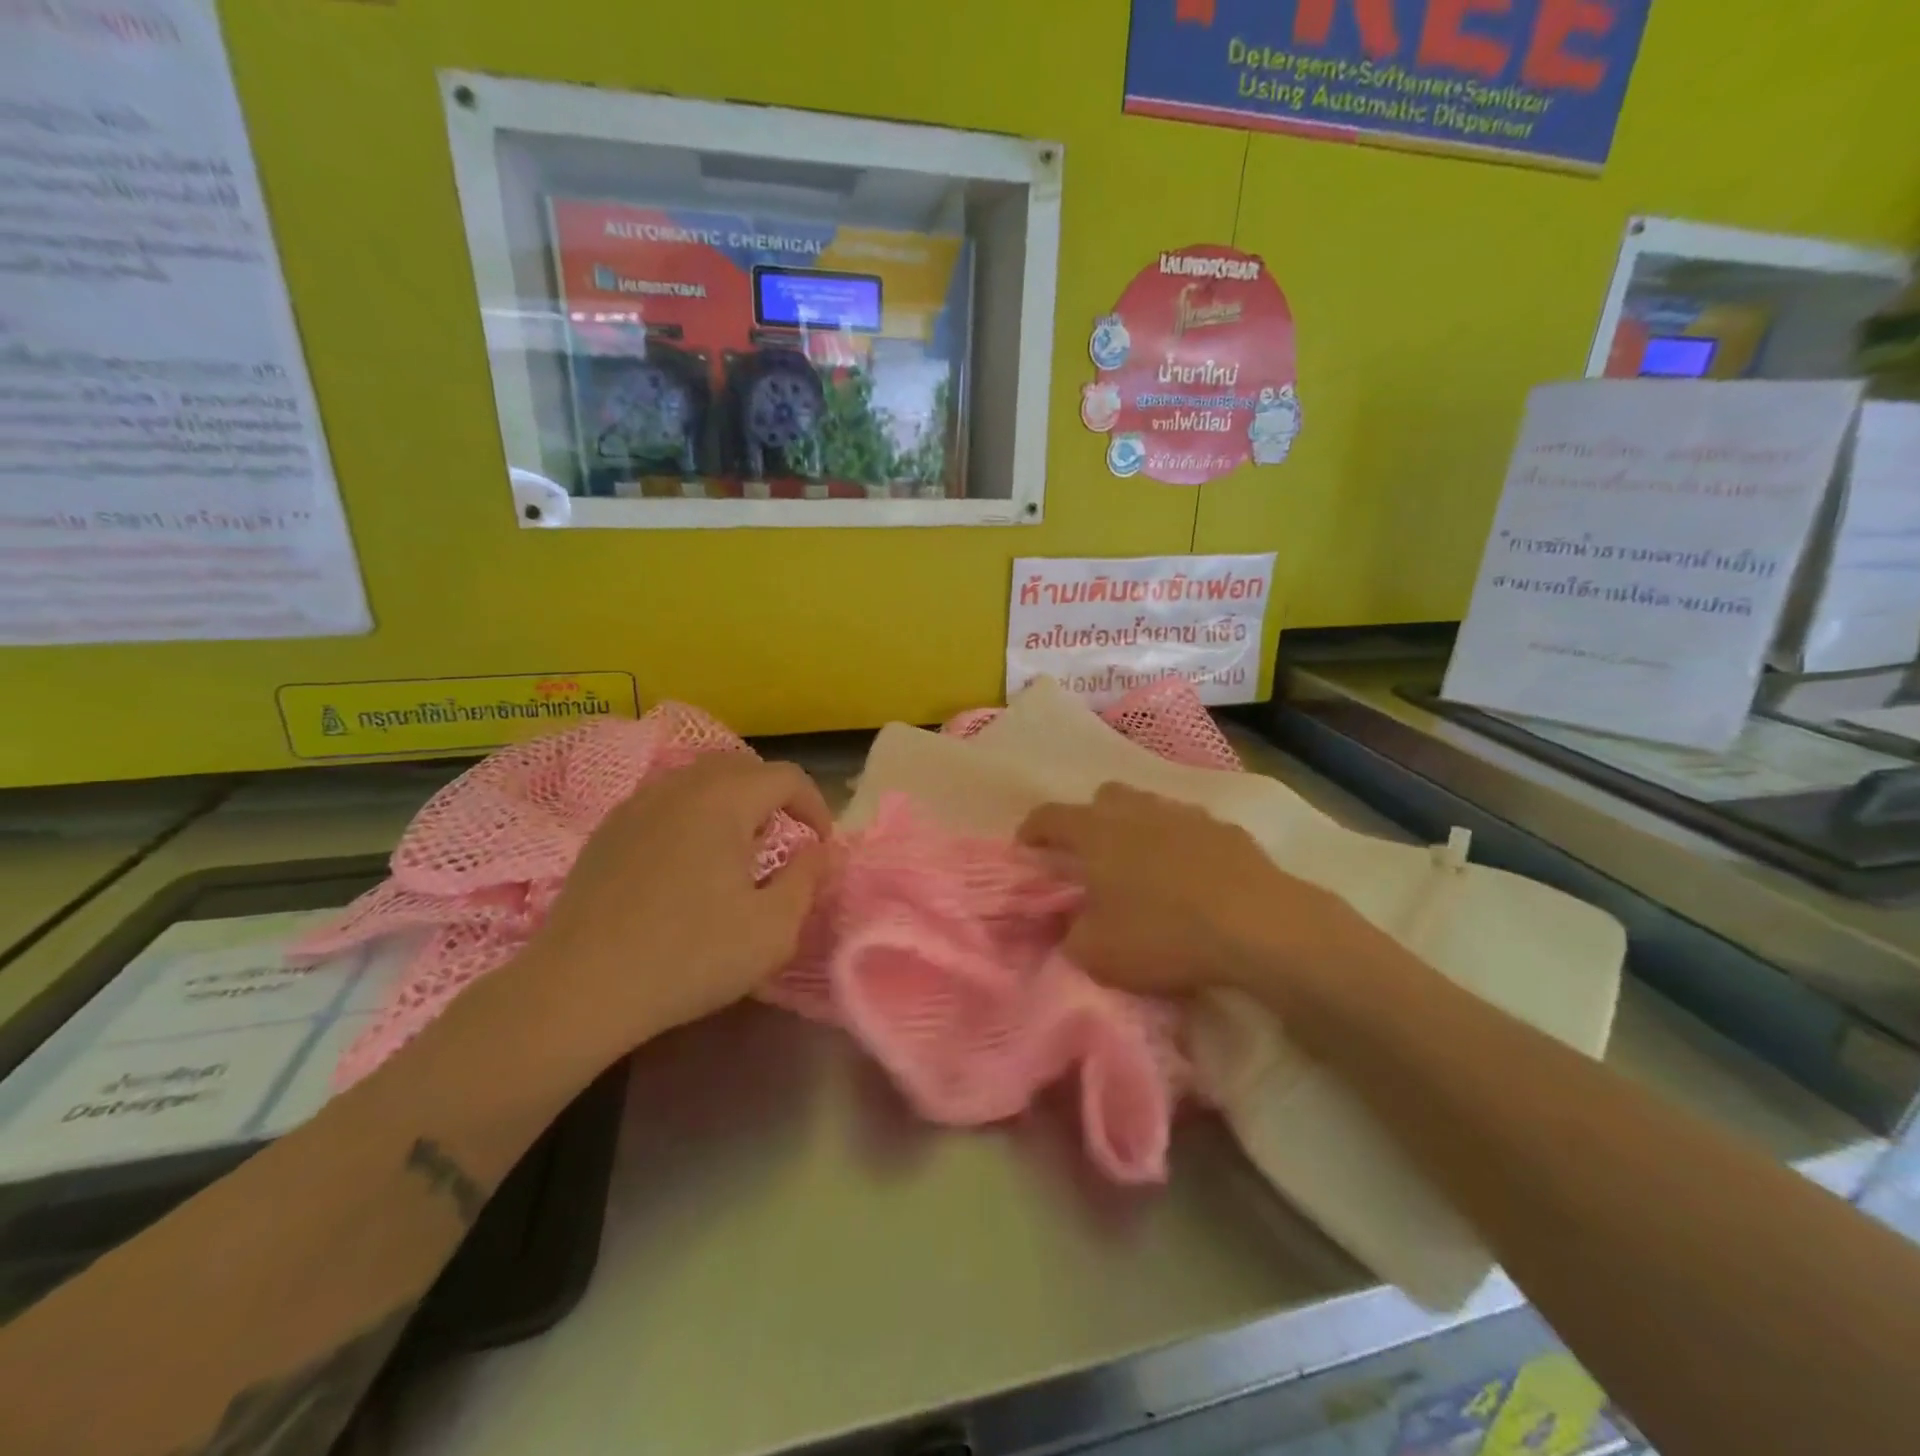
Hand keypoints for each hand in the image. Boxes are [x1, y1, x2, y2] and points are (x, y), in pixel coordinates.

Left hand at [502, 754, 830, 1071]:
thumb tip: (819, 851)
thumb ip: (808, 880)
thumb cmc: (690, 956)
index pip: (786, 776)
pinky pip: (664, 802)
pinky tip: (687, 863)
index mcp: (724, 800)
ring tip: (737, 849)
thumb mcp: (773, 928)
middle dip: (773, 797)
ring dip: (731, 803)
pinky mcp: (607, 830)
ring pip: (698, 781)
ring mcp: (637, 804)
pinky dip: (691, 816)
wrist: (580, 988)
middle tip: (784, 840)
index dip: (815, 805)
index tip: (820, 845)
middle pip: (741, 768)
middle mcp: (680, 786)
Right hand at [1018, 783, 1371, 1010]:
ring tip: (1140, 865)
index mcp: (1095, 832)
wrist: (1256, 925)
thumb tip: (1068, 924)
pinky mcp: (1225, 829)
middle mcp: (1136, 811)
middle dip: (1088, 819)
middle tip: (1089, 856)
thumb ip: (1069, 935)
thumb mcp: (1097, 953)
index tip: (1026, 848)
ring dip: (1135, 827)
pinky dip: (1178, 844)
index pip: (1049, 816)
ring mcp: (1184, 815)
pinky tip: (1190, 875)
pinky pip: (1189, 827)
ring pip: (1148, 807)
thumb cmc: (1163, 934)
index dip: (1031, 830)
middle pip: (1102, 797)